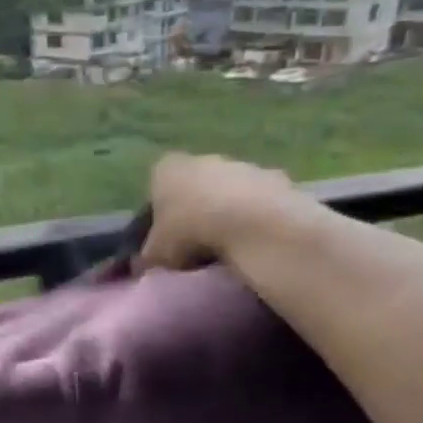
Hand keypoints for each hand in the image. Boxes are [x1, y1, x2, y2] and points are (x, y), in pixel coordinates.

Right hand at [139, 154, 310, 271]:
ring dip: (229, 211)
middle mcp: (203, 158)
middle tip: (198, 243)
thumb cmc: (190, 232)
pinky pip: (261, 200)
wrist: (253, 225)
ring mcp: (243, 165)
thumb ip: (148, 256)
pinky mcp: (277, 178)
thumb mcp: (156, 254)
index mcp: (167, 168)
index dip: (160, 212)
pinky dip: (257, 216)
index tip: (166, 237)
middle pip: (195, 184)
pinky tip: (257, 240)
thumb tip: (145, 265)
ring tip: (230, 246)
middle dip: (196, 208)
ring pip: (230, 190)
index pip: (156, 186)